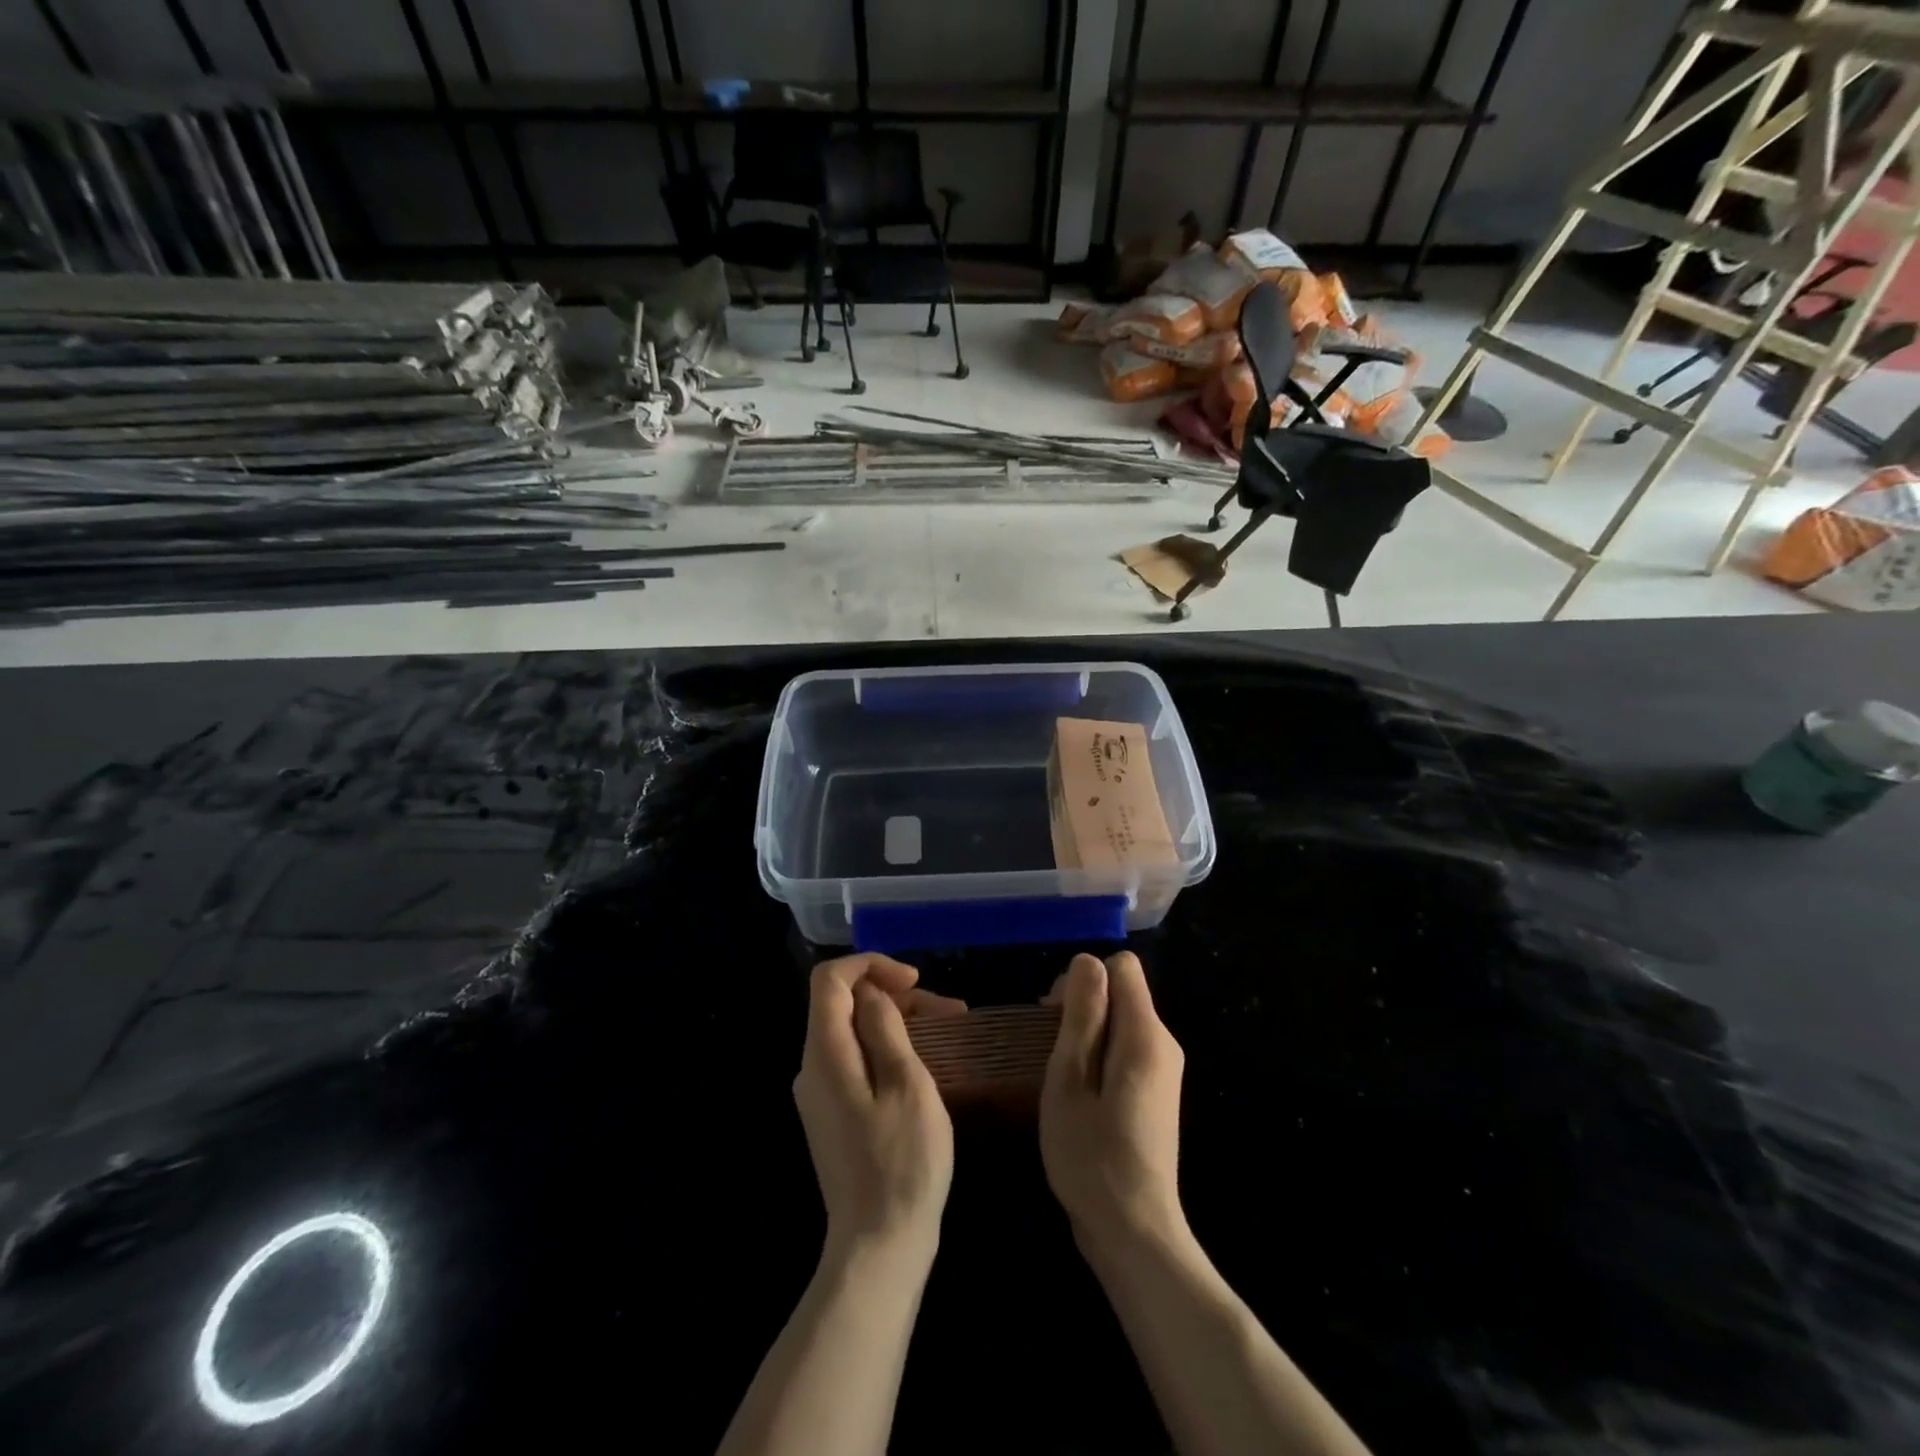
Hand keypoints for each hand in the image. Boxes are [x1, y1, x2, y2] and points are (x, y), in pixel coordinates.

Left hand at [793, 954, 965, 1265]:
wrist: (878, 1247)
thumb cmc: (901, 1163)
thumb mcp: (907, 1085)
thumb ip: (885, 1029)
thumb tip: (872, 994)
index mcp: (825, 1054)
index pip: (831, 979)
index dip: (872, 965)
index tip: (915, 981)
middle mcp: (812, 1067)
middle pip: (844, 1004)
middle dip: (894, 994)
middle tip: (948, 1010)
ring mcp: (820, 1094)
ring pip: (853, 1031)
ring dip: (897, 1020)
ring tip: (949, 1029)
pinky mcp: (833, 1114)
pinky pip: (855, 1060)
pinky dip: (888, 1047)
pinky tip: (924, 1061)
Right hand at [1040, 952, 1186, 1253]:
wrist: (1134, 1232)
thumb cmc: (1091, 1155)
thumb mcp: (1070, 1079)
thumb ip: (1082, 1015)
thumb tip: (1087, 960)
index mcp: (1145, 1034)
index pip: (1123, 966)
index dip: (1084, 979)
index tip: (1055, 1015)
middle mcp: (1164, 1043)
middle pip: (1123, 992)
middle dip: (1083, 1006)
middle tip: (1050, 1049)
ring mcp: (1165, 1071)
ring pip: (1122, 1021)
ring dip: (1087, 1033)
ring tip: (1060, 1075)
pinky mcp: (1157, 1093)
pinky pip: (1127, 1049)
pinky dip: (1100, 1056)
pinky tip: (1079, 1093)